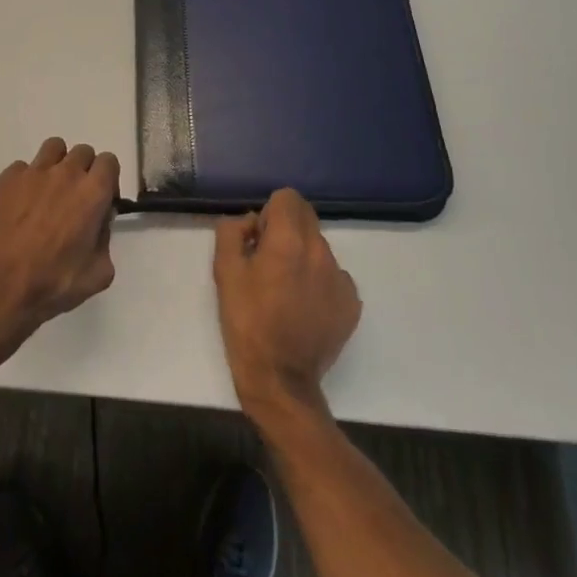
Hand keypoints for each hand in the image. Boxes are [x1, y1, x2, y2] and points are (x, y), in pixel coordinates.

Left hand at [0, 137, 119, 350]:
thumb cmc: (53, 284)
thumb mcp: (98, 273)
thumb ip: (105, 240)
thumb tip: (99, 223)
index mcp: (92, 193)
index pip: (109, 162)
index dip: (108, 180)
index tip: (100, 201)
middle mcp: (65, 173)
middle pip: (83, 152)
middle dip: (84, 171)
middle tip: (74, 199)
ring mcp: (33, 172)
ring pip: (53, 148)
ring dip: (57, 164)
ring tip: (48, 191)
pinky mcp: (6, 178)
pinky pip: (23, 167)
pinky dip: (27, 181)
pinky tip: (20, 205)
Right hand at [214, 188, 360, 421]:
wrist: (280, 379)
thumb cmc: (246, 322)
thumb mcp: (224, 271)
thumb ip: (232, 232)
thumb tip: (250, 223)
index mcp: (289, 241)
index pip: (288, 197)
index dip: (269, 213)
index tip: (258, 240)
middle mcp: (321, 252)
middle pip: (306, 217)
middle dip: (286, 229)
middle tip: (268, 263)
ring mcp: (341, 278)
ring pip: (319, 247)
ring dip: (303, 256)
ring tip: (285, 291)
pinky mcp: (352, 303)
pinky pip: (334, 276)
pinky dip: (319, 282)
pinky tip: (304, 308)